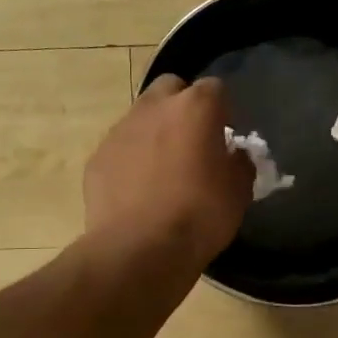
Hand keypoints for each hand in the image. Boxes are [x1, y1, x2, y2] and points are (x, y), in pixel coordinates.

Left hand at [84, 75, 252, 271]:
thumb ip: (239, 164)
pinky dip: (131, 159)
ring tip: (163, 170)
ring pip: (142, 116)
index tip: (225, 136)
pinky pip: (121, 147)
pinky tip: (138, 190)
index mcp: (195, 107)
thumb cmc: (199, 216)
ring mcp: (121, 130)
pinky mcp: (98, 156)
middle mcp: (154, 107)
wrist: (139, 249)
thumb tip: (233, 155)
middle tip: (192, 141)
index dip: (222, 110)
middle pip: (171, 88)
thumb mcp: (239, 193)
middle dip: (182, 106)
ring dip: (155, 132)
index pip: (215, 88)